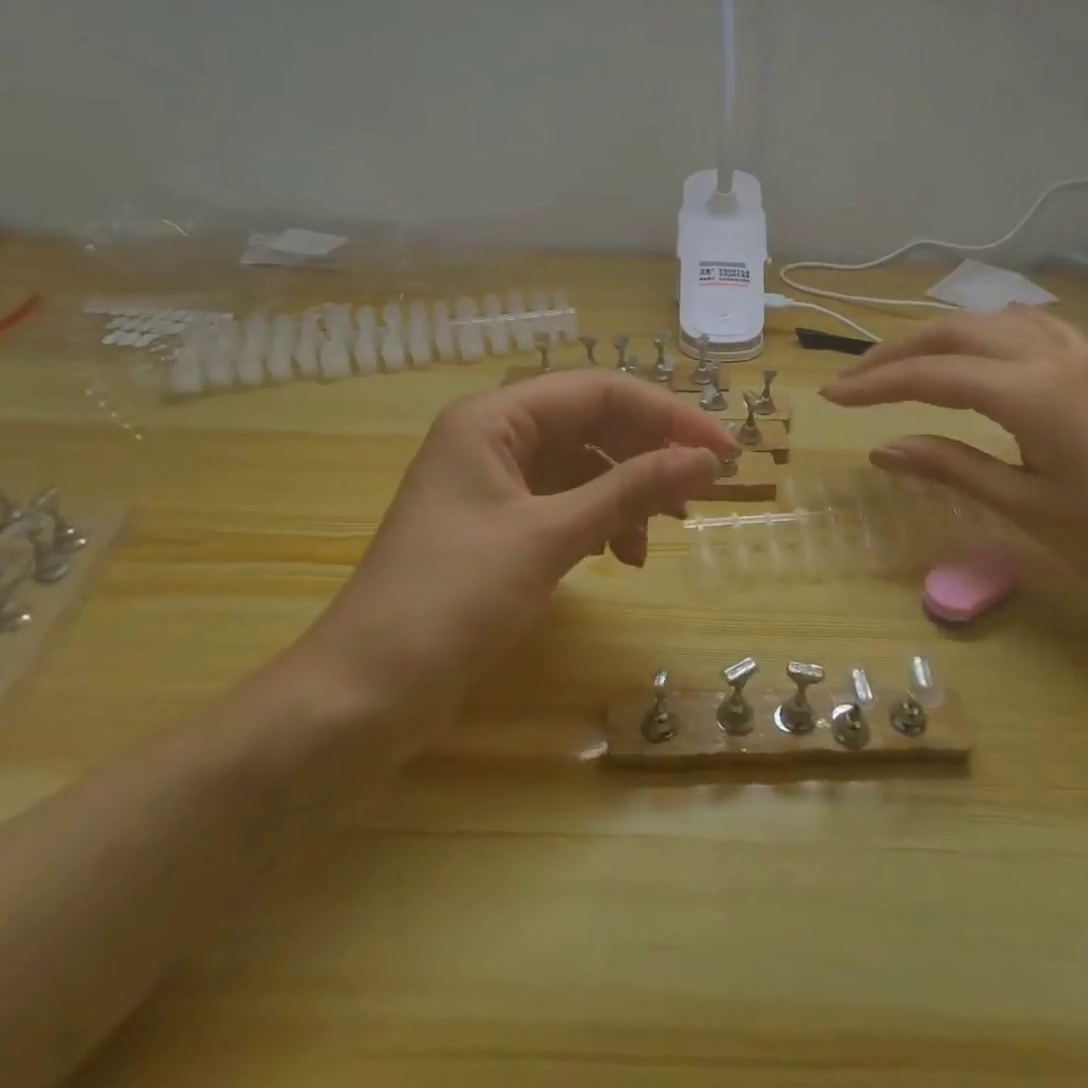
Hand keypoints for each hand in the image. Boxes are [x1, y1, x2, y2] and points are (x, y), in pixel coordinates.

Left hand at [287, 371, 733, 737]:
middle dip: (648, 455)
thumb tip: (706, 459)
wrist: (364, 694)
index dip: (667, 415)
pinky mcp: (496, 526)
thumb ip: (630, 491)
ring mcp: (493, 484)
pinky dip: (599, 522)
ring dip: (626, 493)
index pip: (599, 392)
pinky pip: (564, 504)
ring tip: (657, 536)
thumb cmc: (452, 600)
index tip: (722, 452)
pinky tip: (619, 555)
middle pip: (592, 425)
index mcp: (494, 418)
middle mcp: (493, 438)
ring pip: (582, 467)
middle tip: (700, 493)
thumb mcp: (549, 538)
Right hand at [820, 307, 1087, 609]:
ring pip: (988, 324)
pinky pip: (1027, 329)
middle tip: (853, 383)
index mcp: (1033, 393)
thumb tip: (880, 449)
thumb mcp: (1023, 506)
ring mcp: (1078, 356)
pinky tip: (973, 351)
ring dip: (935, 339)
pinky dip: (983, 333)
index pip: (932, 376)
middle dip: (895, 353)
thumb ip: (948, 466)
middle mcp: (1052, 357)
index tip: (831, 397)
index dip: (875, 385)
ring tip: (897, 368)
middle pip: (954, 334)